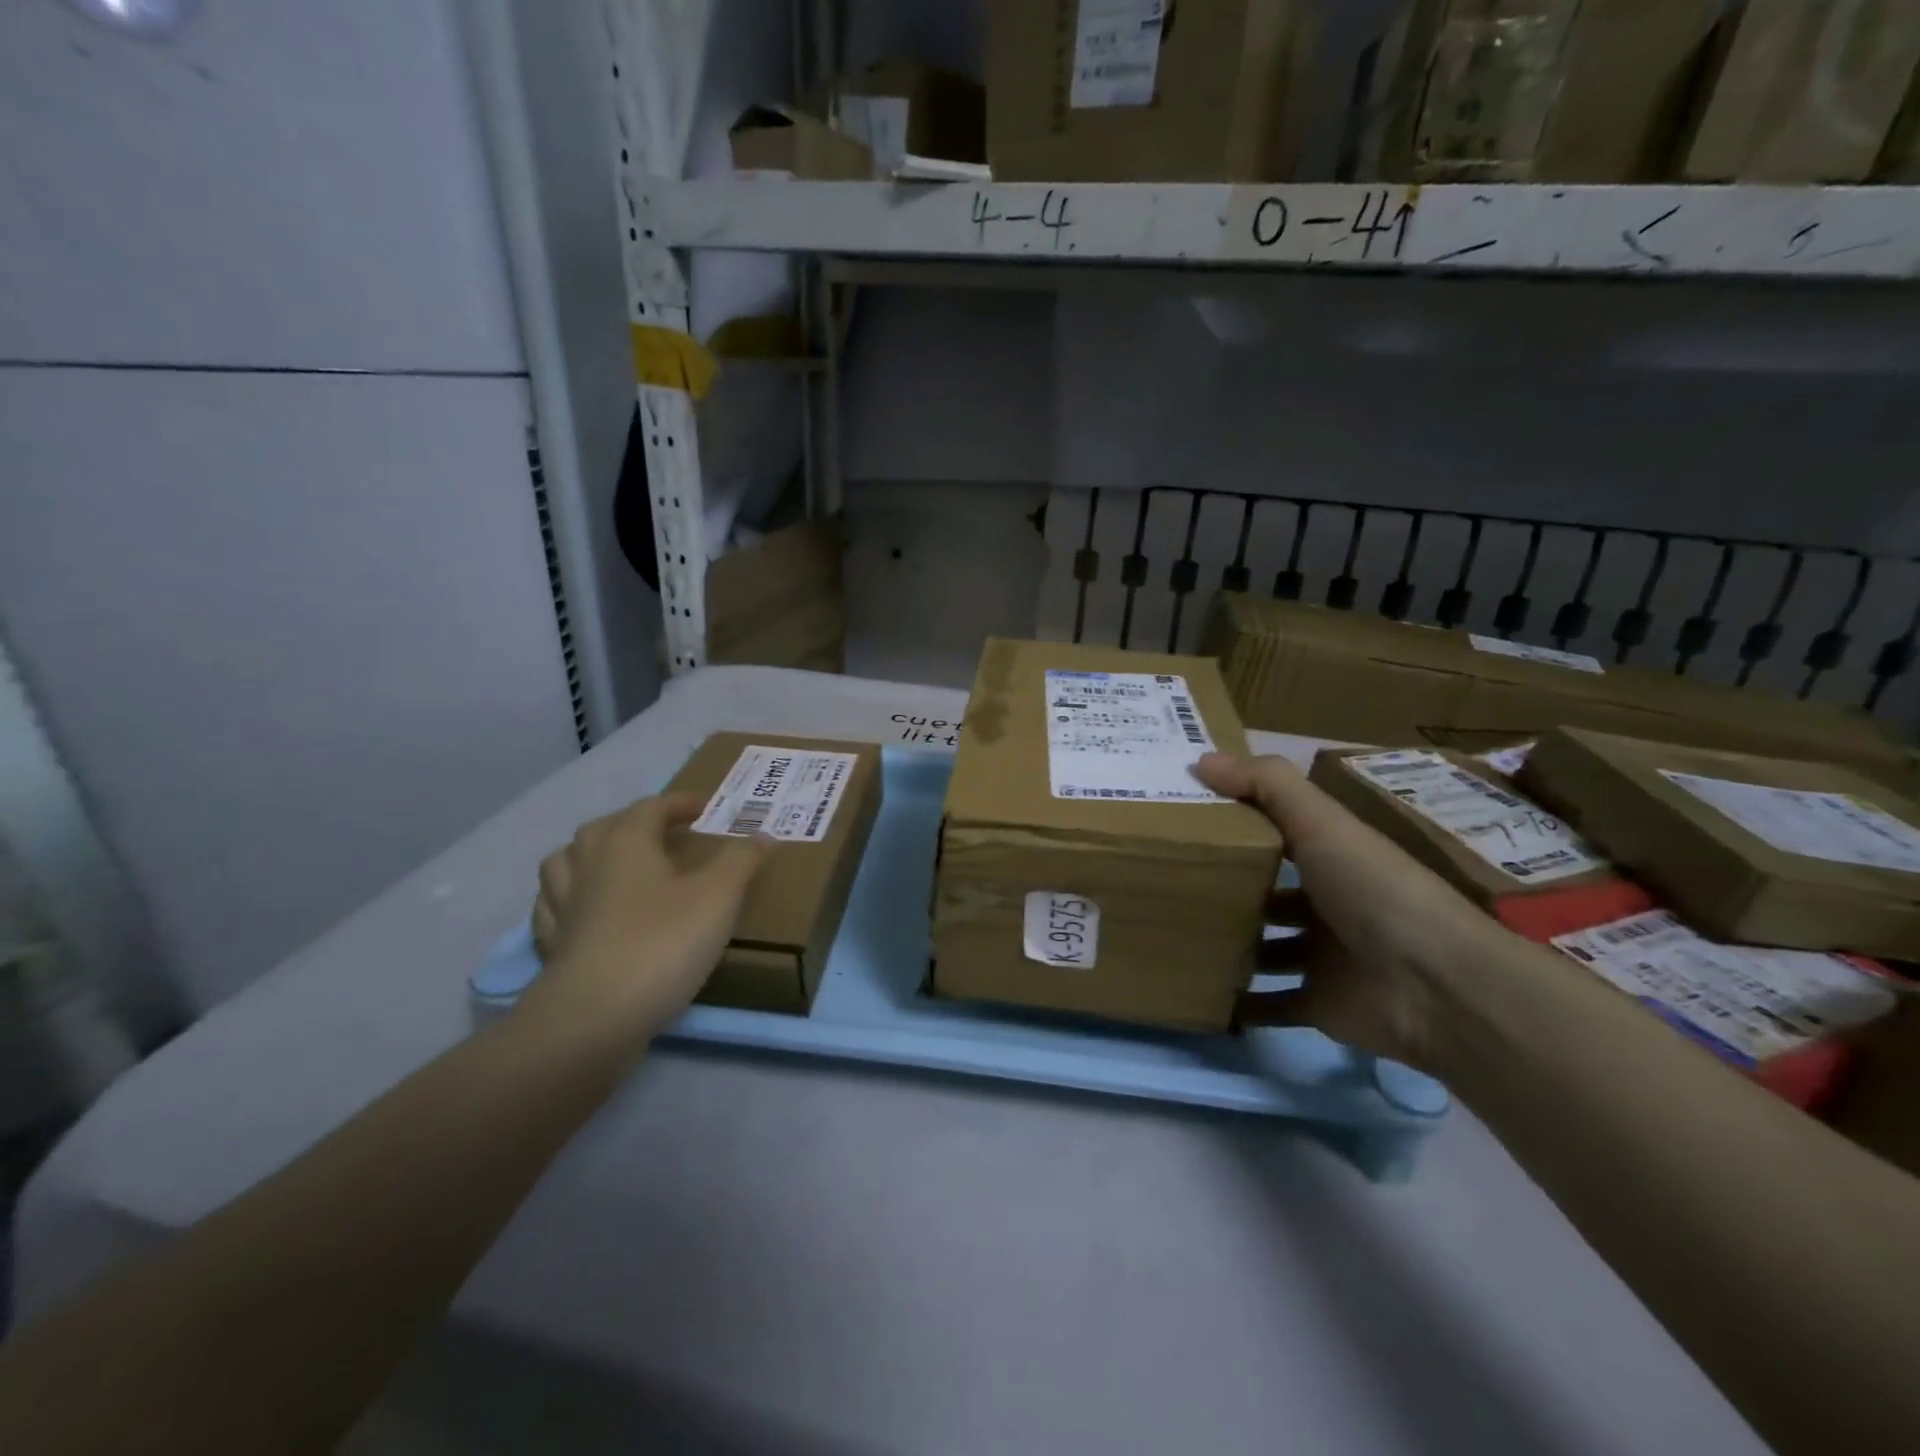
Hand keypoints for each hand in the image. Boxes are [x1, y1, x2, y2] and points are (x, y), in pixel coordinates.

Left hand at [522, 794, 771, 1046]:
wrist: (595, 1018)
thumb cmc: (662, 943)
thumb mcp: (719, 897)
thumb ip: (741, 861)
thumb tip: (762, 834)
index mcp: (625, 844)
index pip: (649, 807)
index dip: (677, 803)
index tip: (702, 808)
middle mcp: (586, 866)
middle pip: (601, 829)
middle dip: (631, 823)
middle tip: (661, 833)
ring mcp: (562, 908)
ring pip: (563, 865)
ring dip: (588, 856)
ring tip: (613, 866)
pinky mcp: (552, 948)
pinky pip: (554, 910)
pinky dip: (570, 901)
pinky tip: (587, 913)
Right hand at [1195, 753, 1493, 1070]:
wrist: (1435, 987)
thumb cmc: (1374, 891)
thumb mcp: (1321, 823)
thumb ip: (1266, 785)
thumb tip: (1200, 760)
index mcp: (1333, 858)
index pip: (1279, 834)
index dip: (1238, 825)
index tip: (1185, 821)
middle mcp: (1329, 904)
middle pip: (1268, 893)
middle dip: (1227, 890)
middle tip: (1167, 885)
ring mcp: (1324, 958)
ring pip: (1266, 948)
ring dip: (1230, 946)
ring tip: (1174, 937)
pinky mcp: (1319, 1005)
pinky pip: (1270, 1004)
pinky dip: (1240, 1006)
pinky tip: (1200, 996)